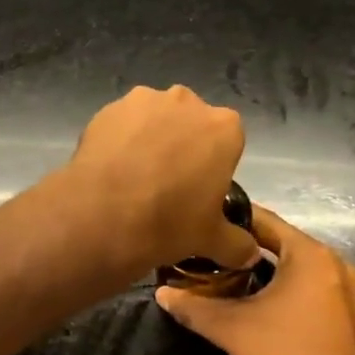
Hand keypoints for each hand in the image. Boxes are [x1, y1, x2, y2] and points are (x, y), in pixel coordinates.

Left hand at [61, 86, 255, 276]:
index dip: (213, 163)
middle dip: (182, 145)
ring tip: (134, 177)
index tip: (199, 188)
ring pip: (154, 119)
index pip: (227, 140)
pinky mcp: (108, 108)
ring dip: (149, 139)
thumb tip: (251, 254)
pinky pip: (121, 123)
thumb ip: (237, 243)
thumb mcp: (212, 239)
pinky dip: (119, 140)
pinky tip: (111, 169)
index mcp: (224, 127)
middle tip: (167, 182)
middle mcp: (187, 102)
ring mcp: (144, 100)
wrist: (103, 215)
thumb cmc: (170, 222)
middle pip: (190, 122)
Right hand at [155, 206, 354, 354]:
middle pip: (280, 242)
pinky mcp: (349, 315)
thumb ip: (194, 307)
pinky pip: (310, 287)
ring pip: (296, 267)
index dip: (230, 218)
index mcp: (309, 254)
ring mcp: (347, 290)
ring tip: (225, 273)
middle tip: (207, 249)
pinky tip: (257, 300)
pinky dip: (285, 288)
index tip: (202, 220)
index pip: (264, 219)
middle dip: (244, 247)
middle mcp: (333, 263)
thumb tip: (162, 293)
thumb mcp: (232, 329)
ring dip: (265, 269)